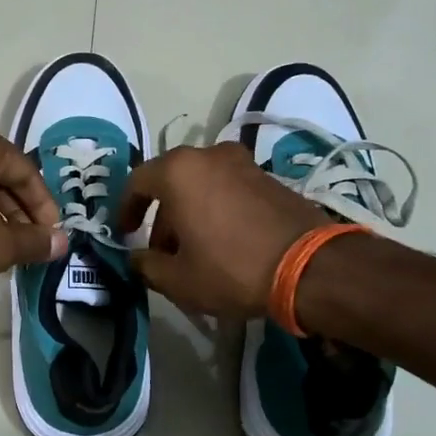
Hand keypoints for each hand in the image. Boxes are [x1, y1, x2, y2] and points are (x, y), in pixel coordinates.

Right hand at [118, 143, 328, 316]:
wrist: (310, 267)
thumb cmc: (231, 269)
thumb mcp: (178, 279)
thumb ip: (146, 266)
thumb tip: (137, 259)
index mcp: (178, 171)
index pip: (137, 181)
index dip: (126, 209)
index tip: (125, 234)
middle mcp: (208, 156)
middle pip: (171, 182)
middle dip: (161, 217)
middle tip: (162, 251)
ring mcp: (242, 163)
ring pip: (201, 185)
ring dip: (190, 213)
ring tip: (194, 251)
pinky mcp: (268, 177)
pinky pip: (228, 188)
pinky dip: (216, 209)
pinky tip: (223, 243)